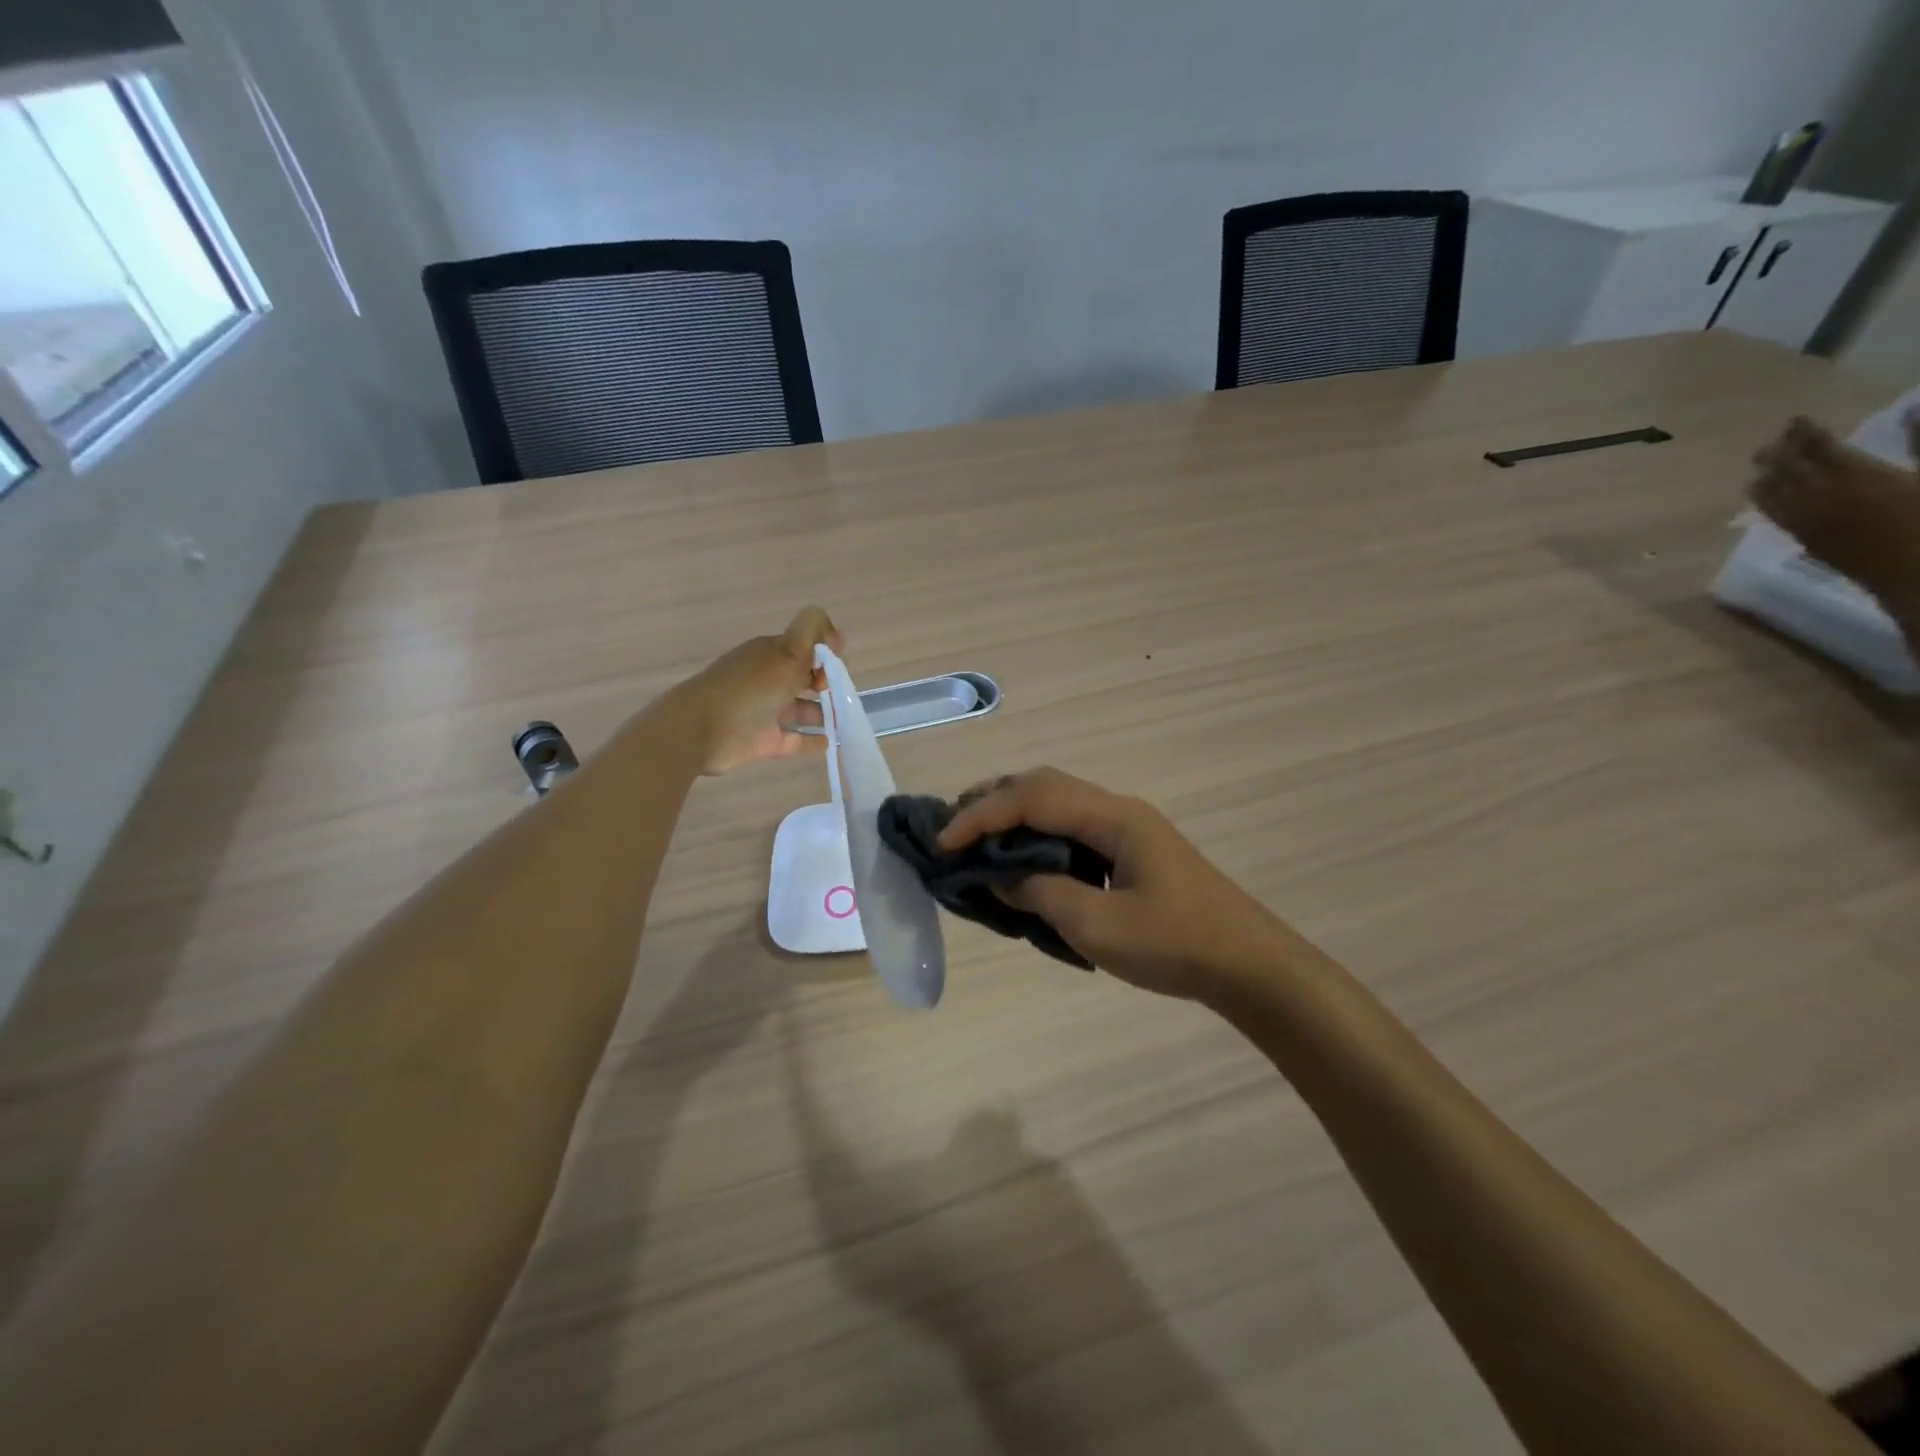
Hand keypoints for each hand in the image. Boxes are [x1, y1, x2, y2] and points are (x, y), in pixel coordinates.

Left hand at [675, 607, 844, 774]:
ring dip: (823, 713)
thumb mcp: (787, 653)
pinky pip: (794, 740)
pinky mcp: (764, 741)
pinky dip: (811, 741)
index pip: (805, 648)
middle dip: (826, 683)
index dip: (824, 655)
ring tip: (846, 722)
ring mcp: (766, 712)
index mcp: (771, 654)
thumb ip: (813, 635)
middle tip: (845, 695)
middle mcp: (769, 680)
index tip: (836, 668)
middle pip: (803, 679)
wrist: (700, 730)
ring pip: (800, 710)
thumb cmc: (749, 689)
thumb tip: (839, 632)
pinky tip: (830, 743)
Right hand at [937, 767, 1300, 1002]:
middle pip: (1044, 786)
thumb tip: (1000, 874)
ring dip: (1014, 815)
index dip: (981, 815)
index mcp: (1113, 818)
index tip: (943, 842)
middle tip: (952, 828)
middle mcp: (1118, 810)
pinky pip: (1072, 828)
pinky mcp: (1132, 851)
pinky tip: (1022, 859)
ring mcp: (1127, 829)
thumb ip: (1041, 893)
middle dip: (993, 801)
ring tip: (976, 838)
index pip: (1032, 798)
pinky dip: (1036, 835)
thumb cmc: (1176, 945)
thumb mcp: (1097, 926)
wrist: (1250, 965)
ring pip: (1057, 804)